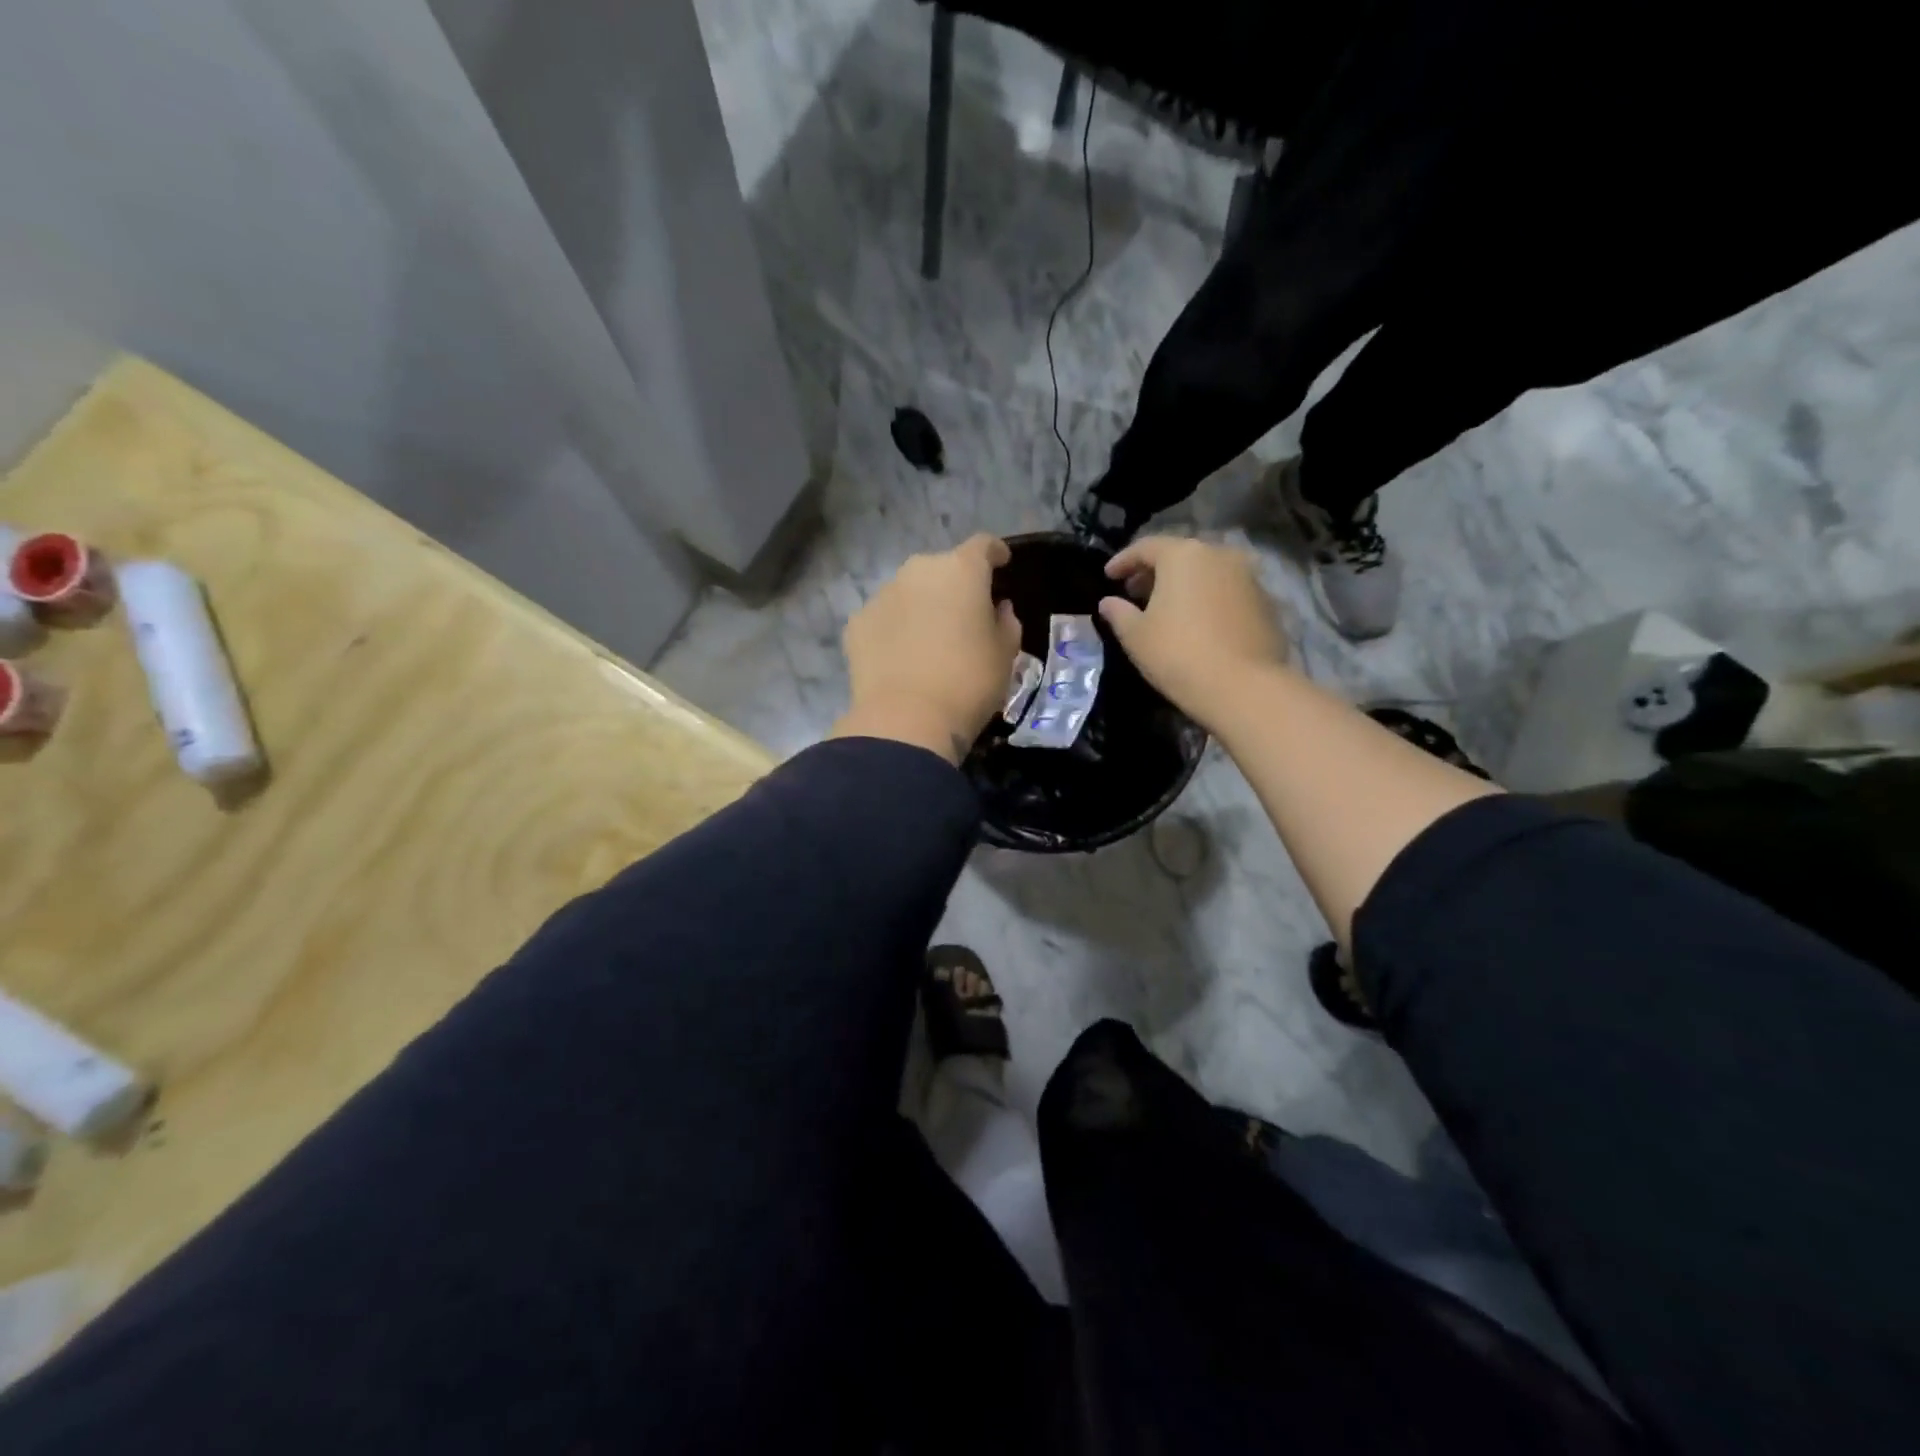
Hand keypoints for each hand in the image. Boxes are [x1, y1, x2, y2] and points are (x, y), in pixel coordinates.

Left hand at [833, 534, 1021, 763]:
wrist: (906, 720)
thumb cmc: (969, 682)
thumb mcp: (1005, 655)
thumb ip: (1006, 623)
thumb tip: (997, 609)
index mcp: (961, 570)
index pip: (983, 546)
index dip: (995, 553)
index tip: (1002, 565)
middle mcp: (918, 571)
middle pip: (941, 568)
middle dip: (954, 586)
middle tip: (964, 617)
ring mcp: (882, 595)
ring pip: (909, 592)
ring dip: (921, 607)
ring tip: (929, 641)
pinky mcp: (857, 623)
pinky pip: (884, 618)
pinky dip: (894, 630)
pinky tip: (901, 658)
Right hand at [1097, 536, 1289, 727]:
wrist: (1244, 687)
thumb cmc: (1178, 654)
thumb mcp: (1136, 636)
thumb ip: (1118, 613)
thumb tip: (1108, 602)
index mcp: (1183, 555)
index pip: (1145, 547)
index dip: (1123, 561)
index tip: (1108, 577)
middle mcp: (1219, 555)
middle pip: (1179, 555)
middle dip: (1154, 571)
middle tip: (1134, 592)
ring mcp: (1247, 576)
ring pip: (1206, 572)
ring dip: (1183, 585)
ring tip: (1165, 609)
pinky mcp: (1265, 601)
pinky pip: (1226, 591)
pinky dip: (1207, 599)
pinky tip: (1196, 623)